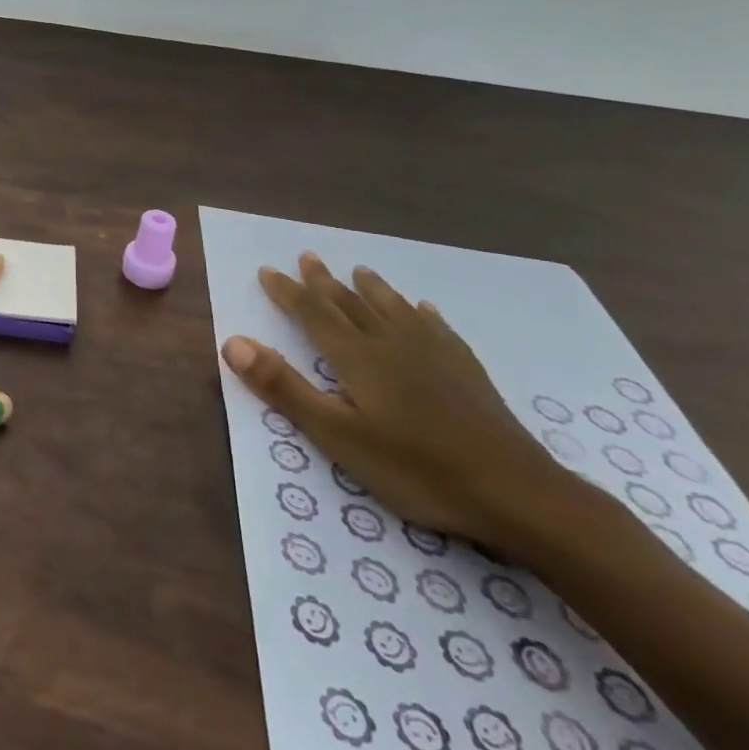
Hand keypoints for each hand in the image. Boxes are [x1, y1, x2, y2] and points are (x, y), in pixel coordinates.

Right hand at [221, 253, 570, 553]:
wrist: (516, 493)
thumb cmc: (416, 469)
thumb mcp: (338, 436)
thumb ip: (285, 388)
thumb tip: (233, 341)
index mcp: (357, 358)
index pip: (313, 314)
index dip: (288, 292)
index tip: (267, 270)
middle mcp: (392, 344)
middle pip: (351, 304)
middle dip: (325, 282)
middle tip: (307, 257)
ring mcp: (434, 356)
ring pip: (394, 309)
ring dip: (372, 289)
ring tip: (359, 270)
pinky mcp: (467, 372)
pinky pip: (438, 329)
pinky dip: (423, 314)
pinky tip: (424, 309)